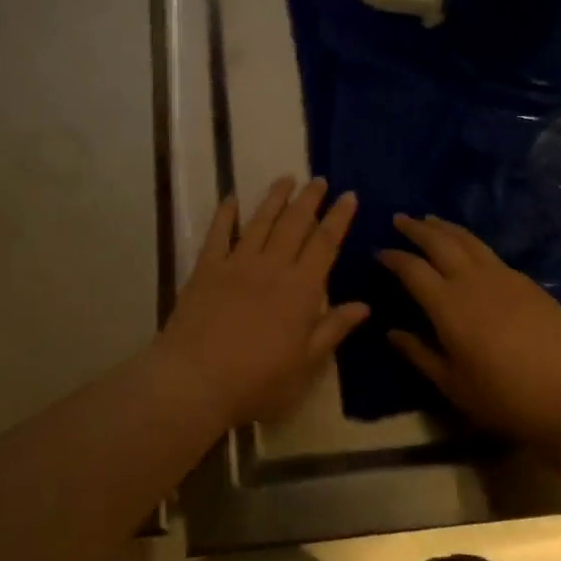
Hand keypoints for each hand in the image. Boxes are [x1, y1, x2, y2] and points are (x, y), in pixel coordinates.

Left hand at [157, 178, 367, 426]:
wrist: (196, 380)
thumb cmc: (257, 381)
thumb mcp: (305, 365)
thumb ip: (332, 329)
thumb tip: (364, 305)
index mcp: (301, 290)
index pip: (325, 244)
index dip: (338, 218)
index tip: (348, 196)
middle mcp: (272, 267)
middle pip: (294, 224)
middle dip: (309, 199)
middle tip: (319, 179)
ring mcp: (236, 264)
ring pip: (260, 221)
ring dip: (275, 198)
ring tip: (286, 178)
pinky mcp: (206, 268)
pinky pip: (218, 233)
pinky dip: (226, 213)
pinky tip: (232, 198)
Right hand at [380, 215, 560, 446]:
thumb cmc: (505, 398)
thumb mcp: (453, 384)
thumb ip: (419, 354)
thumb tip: (392, 332)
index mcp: (448, 304)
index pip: (412, 268)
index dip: (393, 257)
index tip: (379, 251)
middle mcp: (472, 280)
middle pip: (439, 241)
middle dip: (416, 228)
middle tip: (400, 219)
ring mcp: (504, 277)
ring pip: (468, 240)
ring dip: (445, 227)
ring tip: (430, 220)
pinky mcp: (528, 282)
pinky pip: (491, 254)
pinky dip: (472, 244)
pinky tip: (470, 250)